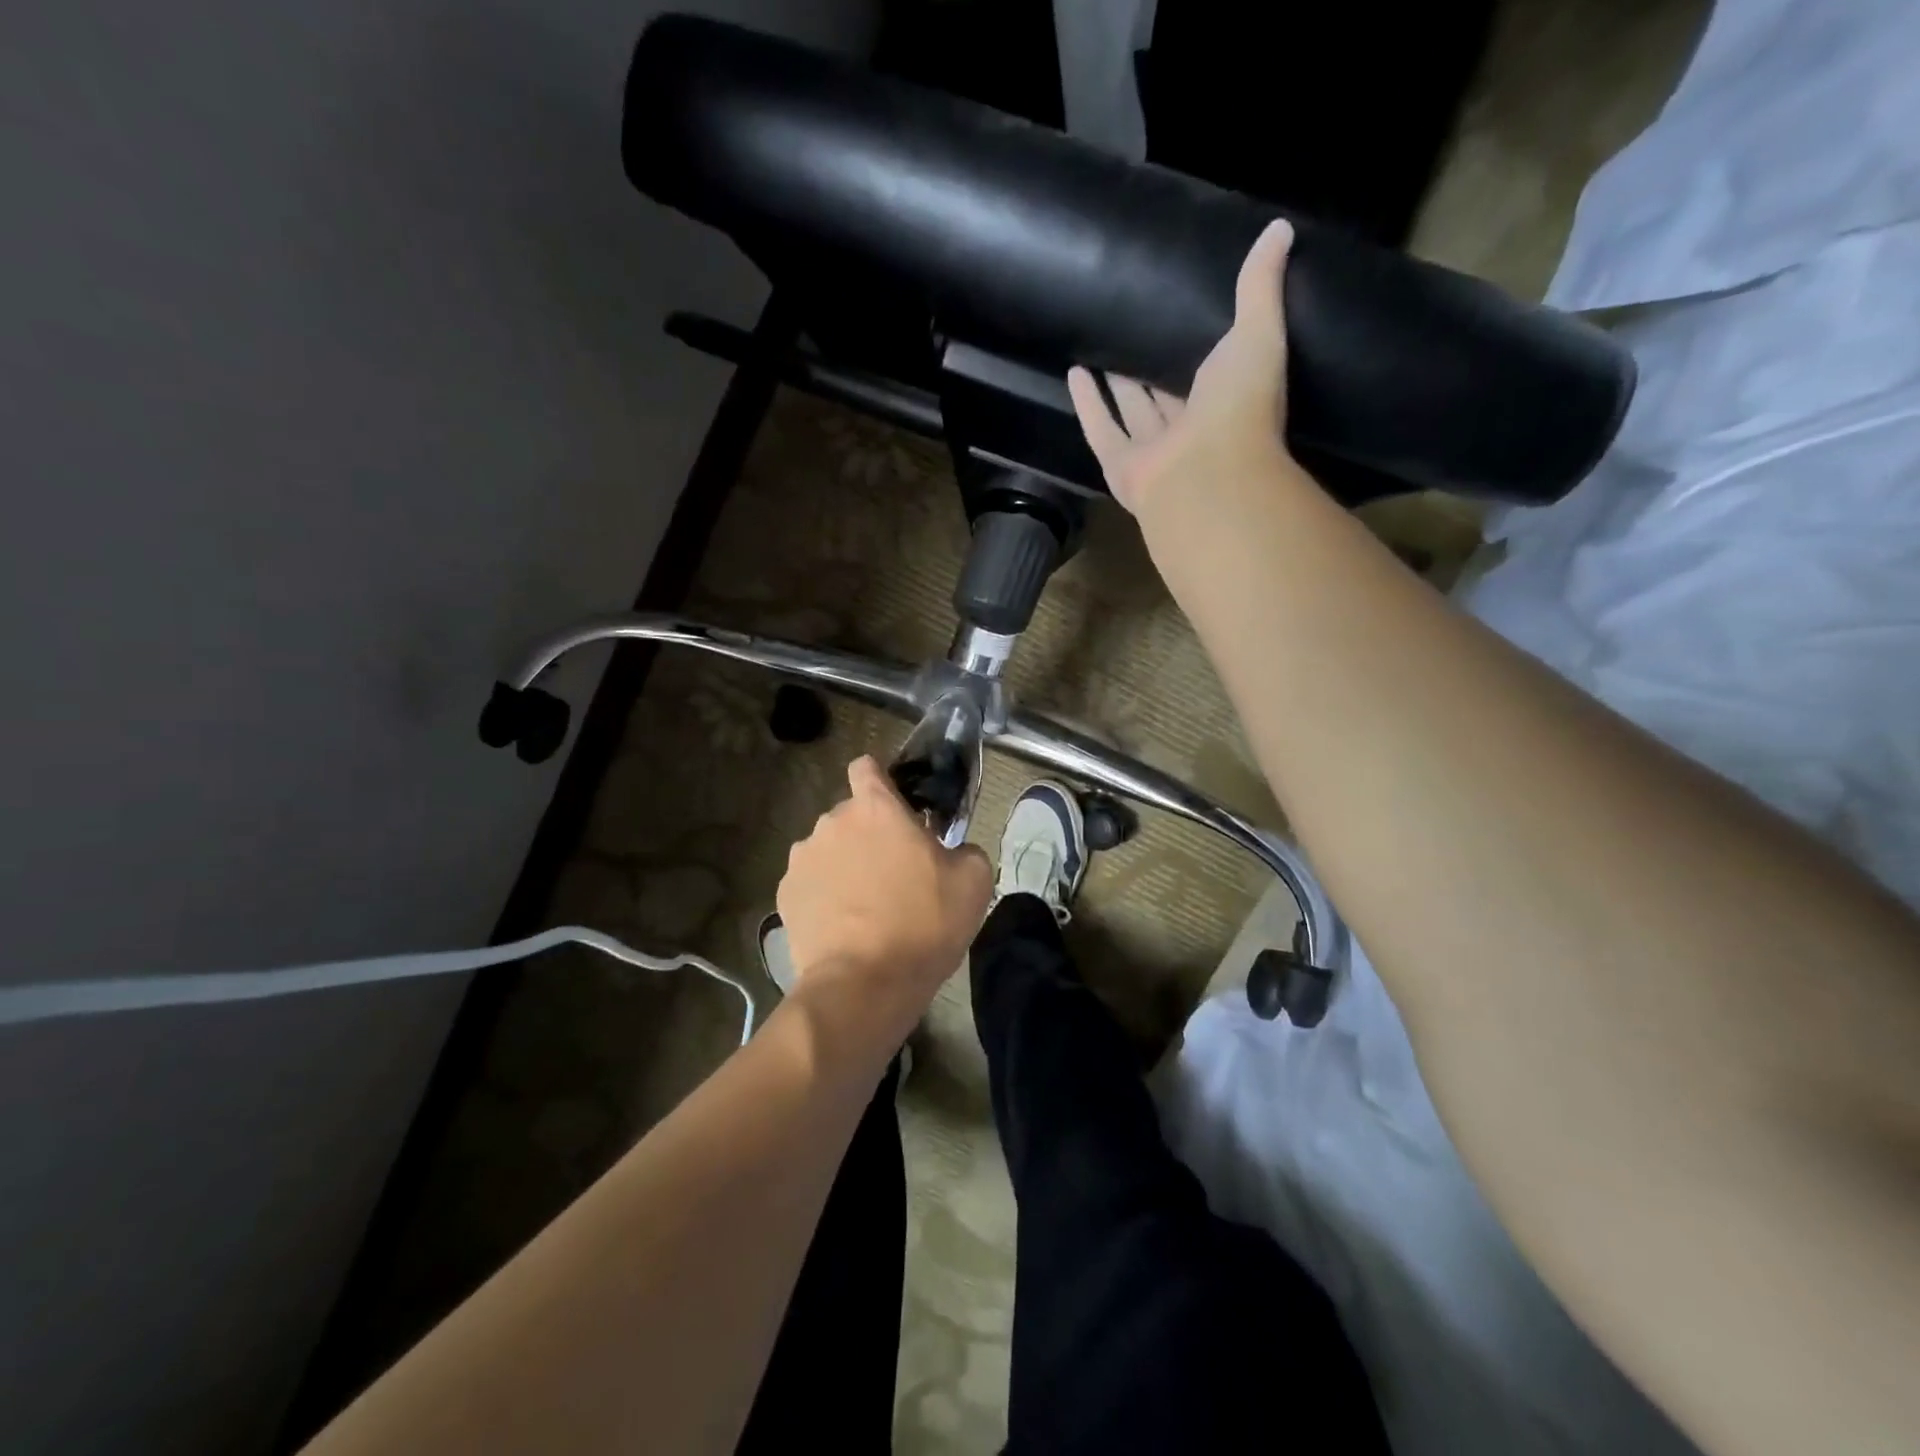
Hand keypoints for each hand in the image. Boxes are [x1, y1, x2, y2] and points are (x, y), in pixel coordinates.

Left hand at [776, 756, 992, 1033]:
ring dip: (844, 864)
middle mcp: (832, 821)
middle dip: (869, 834)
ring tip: (865, 905)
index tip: (897, 807)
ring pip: (828, 849)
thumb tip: (954, 850)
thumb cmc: (924, 924)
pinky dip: (824, 895)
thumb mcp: (974, 882)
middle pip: (850, 815)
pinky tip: (843, 925)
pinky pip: (810, 882)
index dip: (881, 781)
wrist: (864, 985)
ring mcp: (802, 858)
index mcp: (876, 808)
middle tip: (895, 872)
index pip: (866, 766)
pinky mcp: (785, 894)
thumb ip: (966, 849)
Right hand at [1067, 219, 1296, 517]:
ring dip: (1116, 387)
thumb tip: (1280, 227)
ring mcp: (1153, 453)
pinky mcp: (1121, 466)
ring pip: (1132, 414)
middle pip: (1166, 396)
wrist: (1207, 475)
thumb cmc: (1239, 407)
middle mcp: (1189, 432)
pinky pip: (1102, 431)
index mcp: (1226, 403)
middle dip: (1151, 371)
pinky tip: (1074, 373)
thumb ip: (1261, 288)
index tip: (1180, 316)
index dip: (1196, 348)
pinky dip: (1087, 405)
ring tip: (1098, 351)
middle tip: (1133, 332)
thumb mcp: (1258, 334)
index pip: (1211, 372)